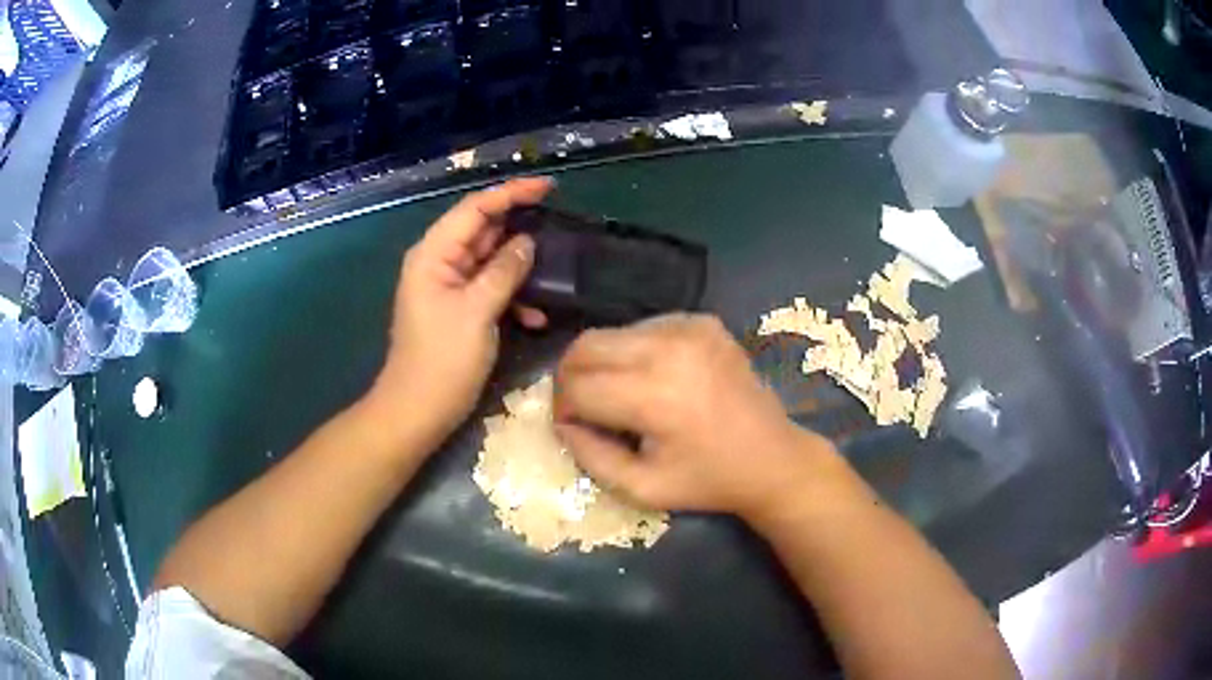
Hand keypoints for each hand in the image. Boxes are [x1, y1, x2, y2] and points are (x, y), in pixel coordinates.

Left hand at [369, 177, 553, 448]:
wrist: (417, 411)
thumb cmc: (442, 361)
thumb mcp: (477, 311)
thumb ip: (504, 271)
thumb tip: (527, 242)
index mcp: (434, 254)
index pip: (475, 208)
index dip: (512, 193)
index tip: (549, 187)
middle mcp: (440, 262)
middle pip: (483, 230)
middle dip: (519, 227)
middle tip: (559, 224)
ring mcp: (449, 286)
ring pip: (490, 260)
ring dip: (520, 266)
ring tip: (554, 271)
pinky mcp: (459, 308)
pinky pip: (490, 287)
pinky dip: (513, 295)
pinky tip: (536, 315)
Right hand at [553, 314, 840, 520]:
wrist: (773, 458)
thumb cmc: (708, 481)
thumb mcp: (641, 488)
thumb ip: (589, 455)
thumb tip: (562, 421)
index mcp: (655, 396)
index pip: (576, 386)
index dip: (562, 408)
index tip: (572, 426)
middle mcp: (669, 348)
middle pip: (585, 346)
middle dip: (571, 377)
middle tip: (584, 406)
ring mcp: (689, 327)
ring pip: (611, 333)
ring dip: (603, 363)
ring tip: (622, 395)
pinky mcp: (702, 321)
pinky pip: (644, 327)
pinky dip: (634, 352)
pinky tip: (653, 378)